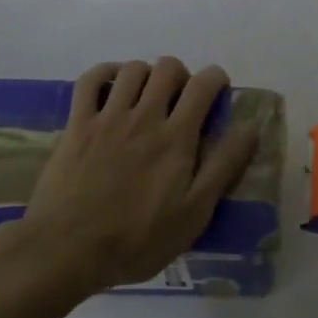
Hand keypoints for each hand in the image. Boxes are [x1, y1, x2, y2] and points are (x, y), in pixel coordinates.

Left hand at [10, 58, 257, 294]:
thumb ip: (223, 167)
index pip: (203, 85)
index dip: (216, 78)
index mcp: (176, 137)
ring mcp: (107, 117)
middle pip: (168, 68)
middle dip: (181, 75)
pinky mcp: (77, 124)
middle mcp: (144, 116)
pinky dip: (105, 73)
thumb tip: (250, 127)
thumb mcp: (194, 213)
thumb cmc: (137, 240)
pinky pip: (90, 80)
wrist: (67, 250)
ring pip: (133, 69)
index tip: (217, 92)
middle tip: (180, 100)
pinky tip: (112, 85)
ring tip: (147, 96)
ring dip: (146, 74)